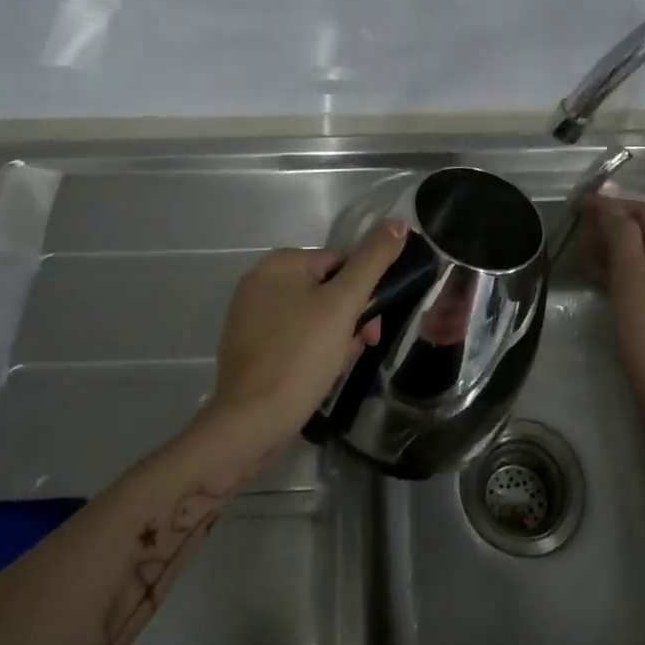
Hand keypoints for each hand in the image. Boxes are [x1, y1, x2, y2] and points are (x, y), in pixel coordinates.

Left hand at [206, 219, 408, 449]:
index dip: (363, 293)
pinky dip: (310, 351)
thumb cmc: (300, 356)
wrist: (250, 423)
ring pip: (312, 316)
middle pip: (326, 290)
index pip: (341, 263)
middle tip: (359, 349)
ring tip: (336, 367)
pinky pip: (292, 337)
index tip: (372, 327)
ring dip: (334, 337)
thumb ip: (373, 260)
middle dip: (348, 319)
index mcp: (279, 263)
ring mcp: (249, 315)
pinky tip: (317, 376)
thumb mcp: (344, 304)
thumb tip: (397, 221)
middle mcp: (259, 281)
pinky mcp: (247, 346)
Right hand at [589, 195, 644, 462]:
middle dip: (611, 229)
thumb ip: (621, 237)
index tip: (580, 207)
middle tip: (578, 235)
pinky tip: (598, 281)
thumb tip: (608, 203)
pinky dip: (622, 275)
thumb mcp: (632, 281)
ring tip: (582, 258)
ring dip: (613, 252)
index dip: (613, 206)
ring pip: (644, 259)